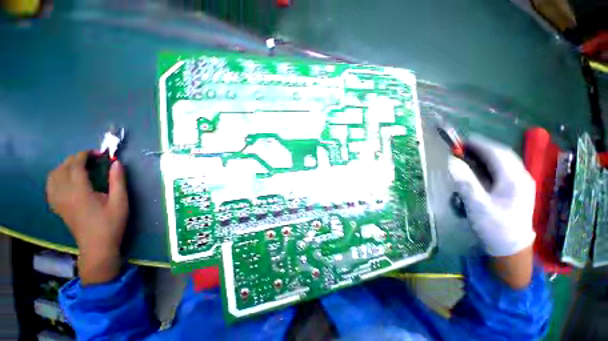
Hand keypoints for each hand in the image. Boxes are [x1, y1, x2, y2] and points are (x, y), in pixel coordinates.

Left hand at [46, 151, 128, 283]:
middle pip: (63, 167)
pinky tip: (66, 179)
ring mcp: (58, 200)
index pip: (75, 165)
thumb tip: (116, 163)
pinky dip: (56, 176)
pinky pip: (50, 185)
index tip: (98, 153)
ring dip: (65, 166)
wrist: (97, 246)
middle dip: (76, 158)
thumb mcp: (120, 201)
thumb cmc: (111, 223)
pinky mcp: (57, 206)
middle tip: (93, 159)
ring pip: (53, 175)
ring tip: (79, 166)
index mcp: (79, 191)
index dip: (85, 155)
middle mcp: (64, 193)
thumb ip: (118, 180)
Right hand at [448, 136, 535, 287]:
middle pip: (502, 154)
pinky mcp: (519, 189)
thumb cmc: (494, 227)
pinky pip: (505, 169)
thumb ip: (465, 183)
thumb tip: (452, 163)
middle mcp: (522, 177)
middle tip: (461, 147)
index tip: (460, 141)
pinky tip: (481, 168)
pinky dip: (491, 163)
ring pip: (505, 160)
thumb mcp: (477, 206)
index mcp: (514, 179)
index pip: (496, 153)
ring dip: (487, 154)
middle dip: (482, 147)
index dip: (478, 144)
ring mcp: (522, 183)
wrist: (511, 248)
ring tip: (468, 155)